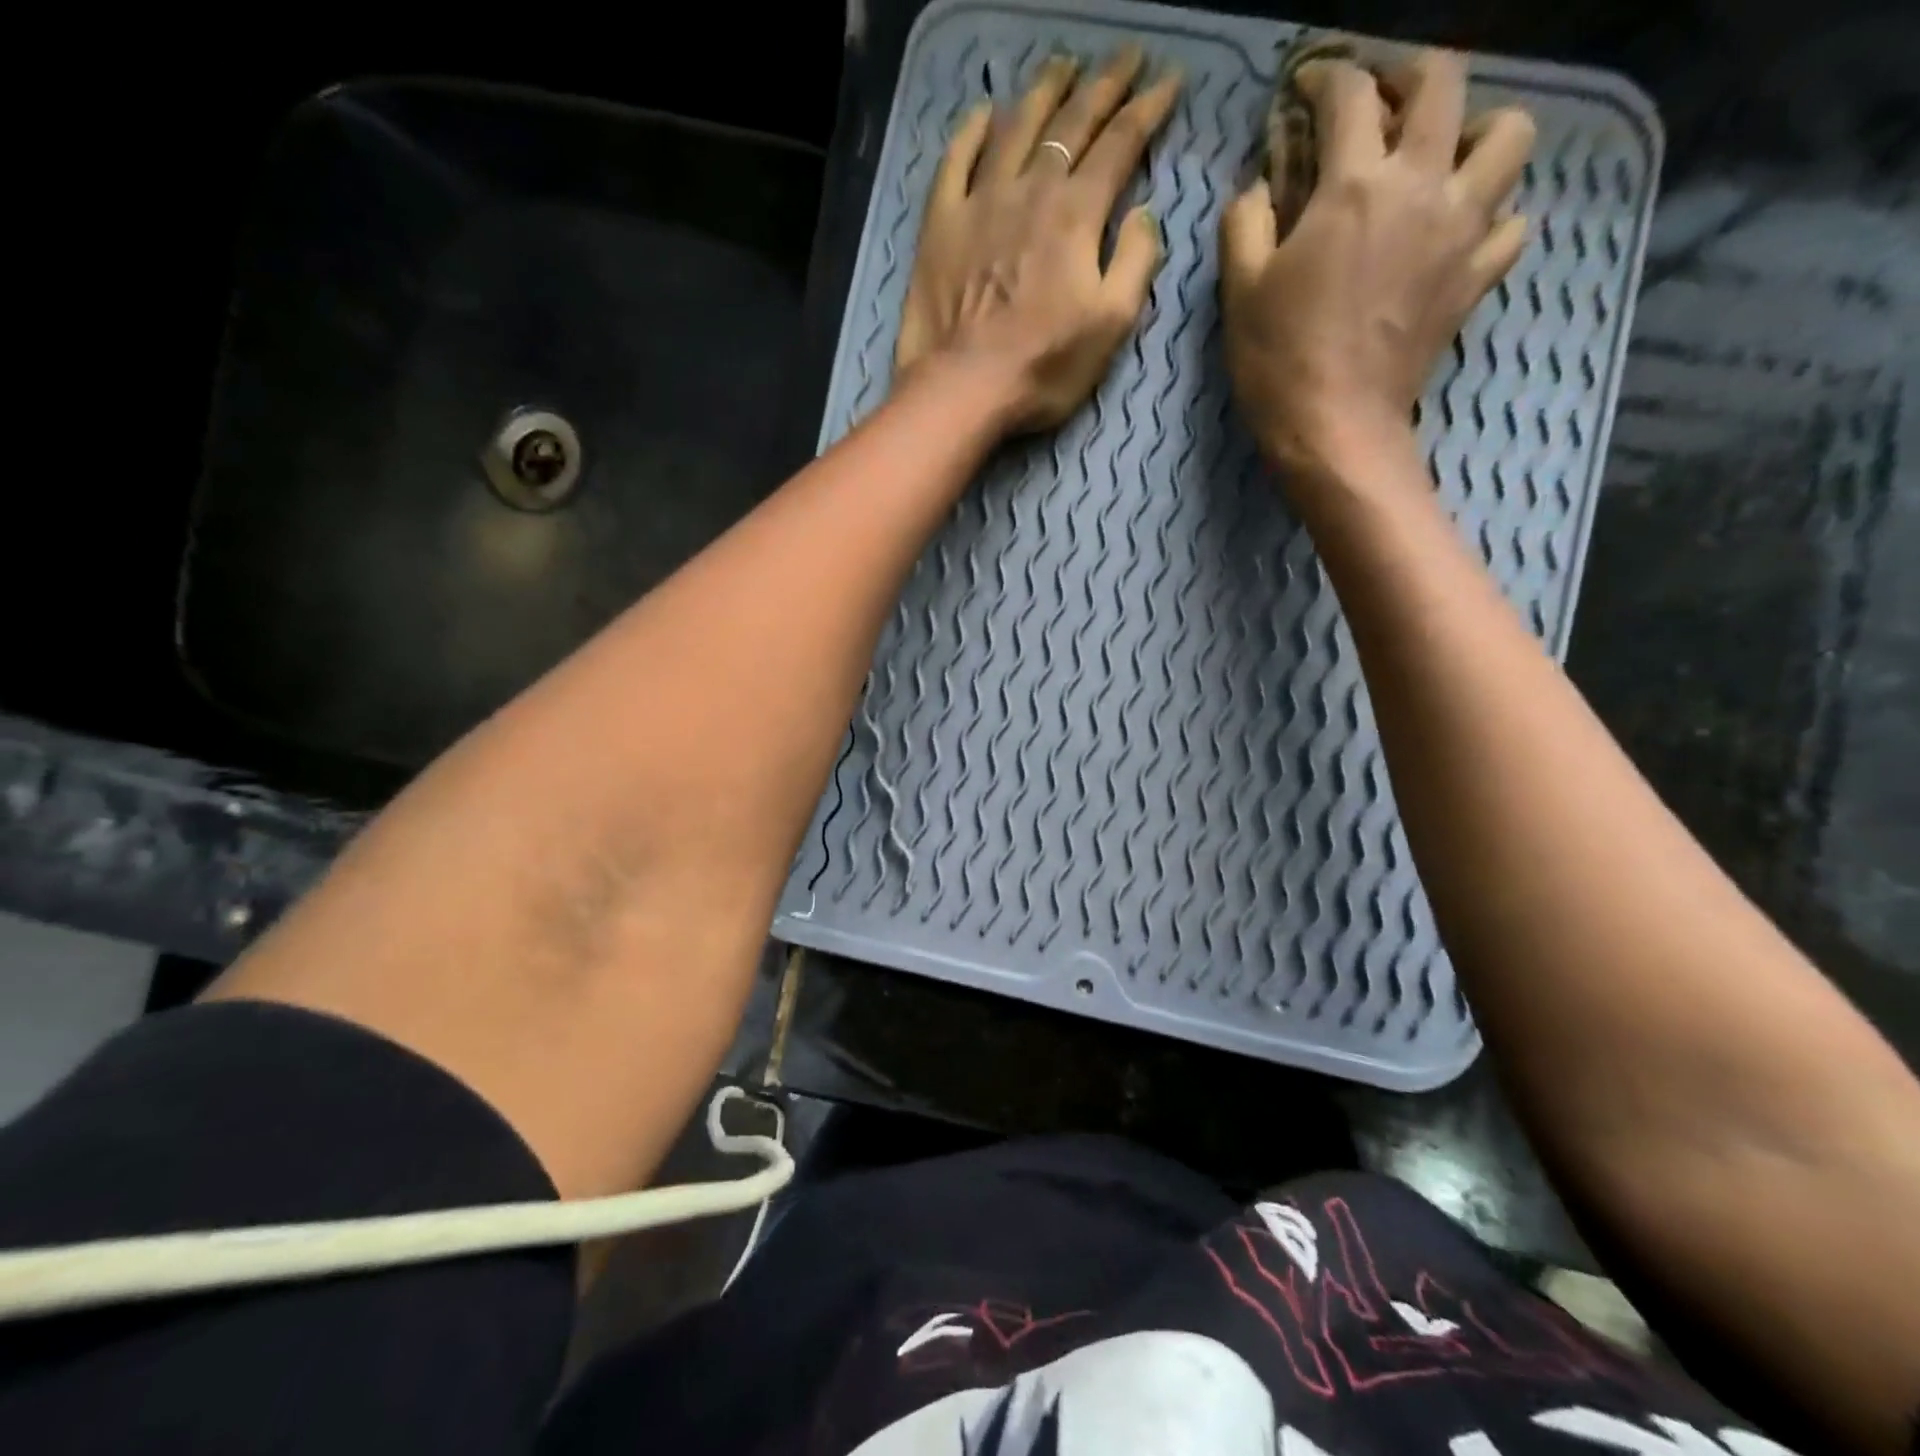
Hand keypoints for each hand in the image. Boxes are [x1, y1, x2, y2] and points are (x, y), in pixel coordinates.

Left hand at [896, 47, 1182, 433]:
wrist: (963, 387)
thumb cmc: (1043, 366)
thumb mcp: (1111, 326)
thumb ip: (1136, 263)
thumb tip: (1145, 215)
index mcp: (1077, 214)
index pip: (1120, 144)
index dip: (1148, 108)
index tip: (1169, 81)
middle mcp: (1031, 190)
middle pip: (1072, 121)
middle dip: (1104, 84)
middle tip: (1125, 57)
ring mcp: (981, 201)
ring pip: (1016, 126)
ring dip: (1044, 91)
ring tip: (1063, 66)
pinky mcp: (941, 223)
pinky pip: (956, 160)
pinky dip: (972, 130)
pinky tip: (986, 112)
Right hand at [1220, 50, 1534, 479]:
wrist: (1335, 428)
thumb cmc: (1278, 361)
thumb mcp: (1239, 291)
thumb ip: (1245, 222)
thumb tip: (1258, 188)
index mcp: (1353, 185)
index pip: (1350, 95)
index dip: (1325, 80)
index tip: (1307, 90)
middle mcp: (1421, 186)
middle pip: (1446, 83)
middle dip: (1411, 75)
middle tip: (1382, 102)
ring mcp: (1461, 229)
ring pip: (1510, 135)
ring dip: (1477, 132)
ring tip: (1442, 161)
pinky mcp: (1477, 276)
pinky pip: (1512, 221)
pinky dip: (1493, 214)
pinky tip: (1460, 231)